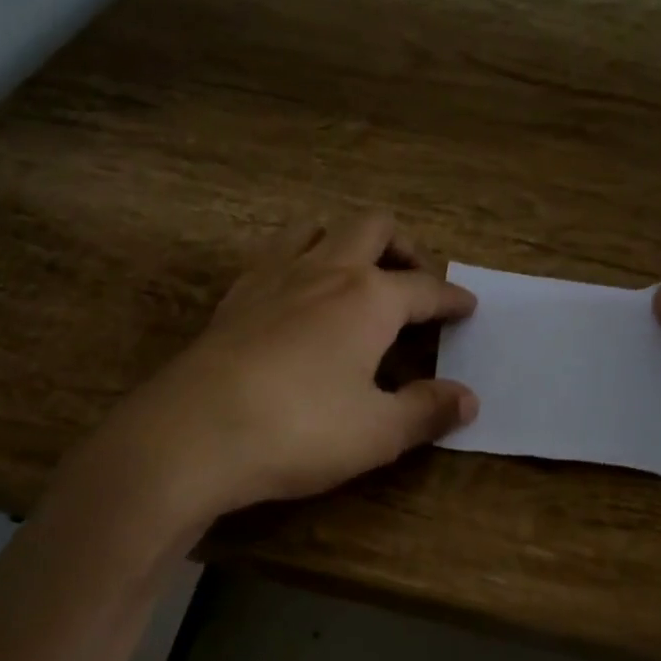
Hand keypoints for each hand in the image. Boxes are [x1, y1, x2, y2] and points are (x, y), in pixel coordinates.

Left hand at [89, 212, 478, 526]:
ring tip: (356, 275)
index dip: (451, 297)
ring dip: (346, 240)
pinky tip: (298, 294)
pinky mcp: (237, 294)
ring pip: (318, 227)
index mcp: (369, 297)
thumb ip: (427, 410)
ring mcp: (275, 275)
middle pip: (373, 227)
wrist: (193, 432)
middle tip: (412, 282)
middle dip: (402, 247)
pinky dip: (301, 258)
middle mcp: (325, 269)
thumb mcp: (377, 432)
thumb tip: (468, 398)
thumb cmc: (299, 430)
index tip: (467, 306)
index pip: (425, 287)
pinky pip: (276, 252)